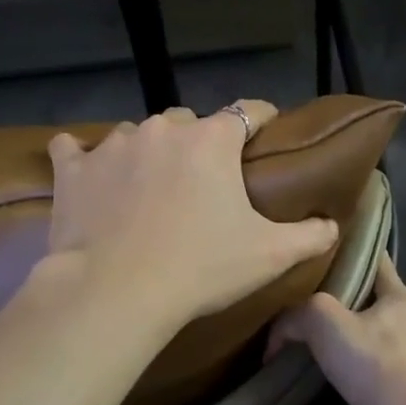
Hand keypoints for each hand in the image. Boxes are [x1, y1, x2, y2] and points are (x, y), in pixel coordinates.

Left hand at [45, 102, 338, 333]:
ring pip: (138, 135)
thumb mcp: (269, 255)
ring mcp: (113, 145)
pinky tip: (86, 173)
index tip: (266, 134)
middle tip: (203, 181)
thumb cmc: (200, 268)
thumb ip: (310, 235)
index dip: (261, 120)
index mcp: (212, 140)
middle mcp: (163, 129)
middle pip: (190, 122)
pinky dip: (82, 159)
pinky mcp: (73, 170)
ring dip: (148, 152)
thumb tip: (332, 225)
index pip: (248, 111)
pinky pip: (73, 150)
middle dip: (200, 142)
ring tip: (149, 186)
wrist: (116, 293)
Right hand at [268, 252, 405, 404]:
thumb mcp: (325, 322)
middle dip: (344, 326)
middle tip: (309, 332)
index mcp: (400, 301)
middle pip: (374, 319)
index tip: (329, 258)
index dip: (354, 255)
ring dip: (344, 380)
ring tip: (311, 387)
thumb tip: (279, 335)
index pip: (378, 263)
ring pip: (372, 369)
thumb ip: (298, 316)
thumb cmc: (375, 361)